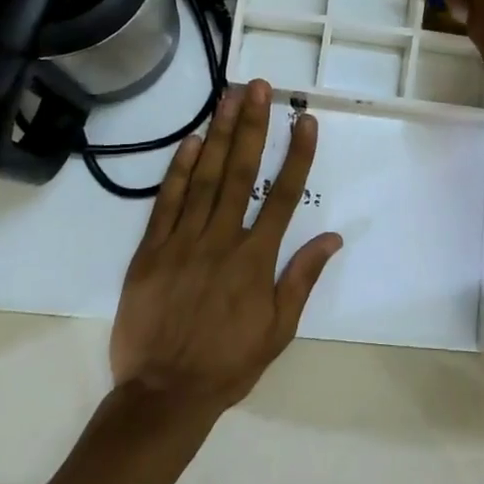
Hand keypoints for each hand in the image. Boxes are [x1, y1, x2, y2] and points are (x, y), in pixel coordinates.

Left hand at [110, 80, 341, 423]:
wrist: (162, 396)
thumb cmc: (228, 363)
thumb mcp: (278, 330)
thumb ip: (302, 278)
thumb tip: (333, 236)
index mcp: (256, 260)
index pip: (283, 196)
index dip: (296, 155)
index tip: (305, 120)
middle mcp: (222, 240)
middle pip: (240, 173)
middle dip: (253, 126)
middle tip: (258, 87)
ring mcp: (183, 242)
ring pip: (204, 178)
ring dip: (220, 135)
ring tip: (229, 97)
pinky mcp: (150, 251)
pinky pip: (166, 203)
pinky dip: (178, 170)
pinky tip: (191, 141)